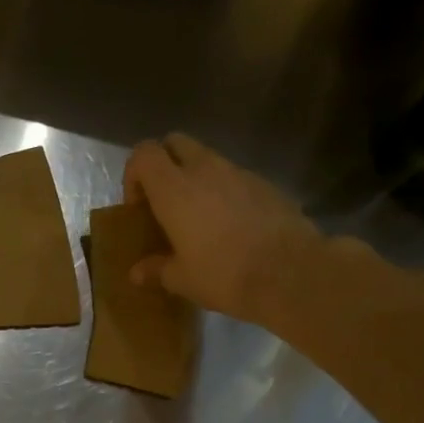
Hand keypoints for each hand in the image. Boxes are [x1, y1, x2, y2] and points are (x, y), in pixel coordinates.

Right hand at [123, 133, 325, 326]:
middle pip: (175, 143)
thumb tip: (137, 273)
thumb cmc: (222, 274)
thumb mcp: (181, 279)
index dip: (134, 175)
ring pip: (207, 159)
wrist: (289, 272)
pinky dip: (223, 192)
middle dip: (164, 165)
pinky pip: (234, 177)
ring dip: (195, 179)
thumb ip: (156, 269)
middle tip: (163, 202)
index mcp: (174, 188)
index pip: (144, 154)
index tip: (138, 207)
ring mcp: (239, 172)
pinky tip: (229, 226)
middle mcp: (205, 169)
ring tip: (196, 217)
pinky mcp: (265, 183)